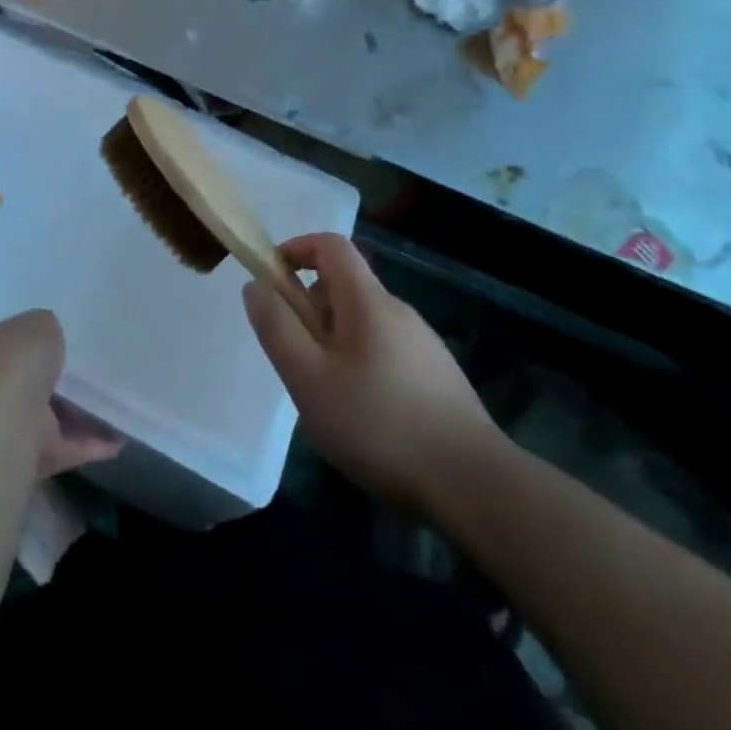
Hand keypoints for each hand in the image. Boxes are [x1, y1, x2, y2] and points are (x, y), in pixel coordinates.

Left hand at [0, 310, 124, 479]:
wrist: (6, 421)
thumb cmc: (16, 362)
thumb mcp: (39, 324)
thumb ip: (47, 330)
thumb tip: (52, 338)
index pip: (12, 347)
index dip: (35, 344)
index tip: (62, 342)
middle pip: (32, 385)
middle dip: (57, 381)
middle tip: (93, 371)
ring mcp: (14, 428)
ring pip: (53, 419)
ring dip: (80, 415)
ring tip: (116, 402)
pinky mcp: (36, 458)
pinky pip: (70, 447)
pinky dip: (94, 444)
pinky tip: (121, 437)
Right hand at [243, 234, 506, 515]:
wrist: (474, 484)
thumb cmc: (379, 424)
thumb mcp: (309, 378)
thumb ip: (277, 328)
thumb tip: (256, 285)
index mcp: (368, 301)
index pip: (331, 245)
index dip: (296, 250)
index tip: (272, 281)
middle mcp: (398, 311)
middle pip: (344, 287)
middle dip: (310, 311)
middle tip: (296, 360)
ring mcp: (423, 344)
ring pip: (363, 323)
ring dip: (333, 343)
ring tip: (327, 397)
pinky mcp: (437, 376)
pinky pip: (384, 351)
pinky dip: (360, 365)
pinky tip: (364, 417)